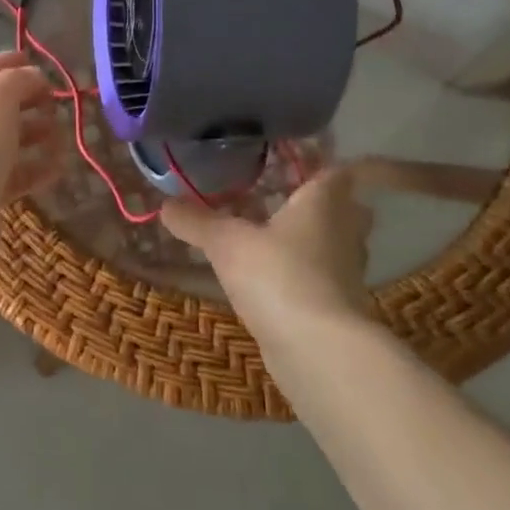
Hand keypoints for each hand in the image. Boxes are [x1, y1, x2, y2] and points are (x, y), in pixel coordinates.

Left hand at [0, 52, 61, 251]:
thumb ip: (17, 81)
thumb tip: (32, 76)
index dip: (8, 63)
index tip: (38, 62)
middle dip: (28, 102)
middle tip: (57, 103)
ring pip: (5, 141)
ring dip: (35, 136)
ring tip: (62, 137)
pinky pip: (11, 175)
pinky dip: (34, 169)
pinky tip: (57, 168)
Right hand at [161, 167, 377, 343]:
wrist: (319, 353)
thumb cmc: (279, 276)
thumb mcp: (227, 243)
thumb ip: (197, 221)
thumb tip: (165, 205)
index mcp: (324, 202)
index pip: (334, 170)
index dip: (315, 161)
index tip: (289, 157)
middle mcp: (343, 231)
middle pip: (339, 207)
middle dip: (314, 200)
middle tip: (277, 193)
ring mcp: (344, 271)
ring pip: (328, 243)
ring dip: (304, 237)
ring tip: (264, 232)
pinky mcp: (336, 306)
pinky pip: (317, 275)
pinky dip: (298, 271)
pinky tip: (267, 274)